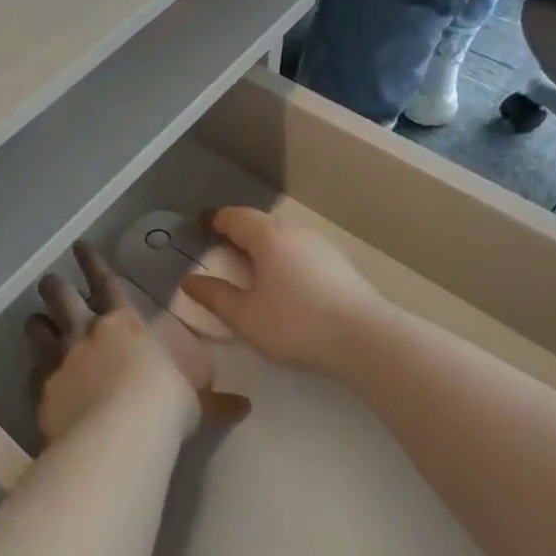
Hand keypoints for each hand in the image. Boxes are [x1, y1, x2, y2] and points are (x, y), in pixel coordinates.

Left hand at [27, 241, 249, 444]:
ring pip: (38, 329)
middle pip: (62, 296)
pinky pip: (32, 373)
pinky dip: (33, 372)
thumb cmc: (164, 405)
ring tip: (35, 321)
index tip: (80, 246)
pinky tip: (33, 377)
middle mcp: (87, 331)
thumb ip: (213, 401)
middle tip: (50, 281)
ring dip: (37, 324)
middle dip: (55, 286)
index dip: (92, 261)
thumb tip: (244, 406)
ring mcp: (60, 359)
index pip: (105, 281)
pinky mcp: (42, 389)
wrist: (120, 434)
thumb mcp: (194, 401)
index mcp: (124, 322)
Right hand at [180, 208, 386, 374]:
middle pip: (260, 225)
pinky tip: (287, 288)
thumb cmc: (296, 322)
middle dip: (240, 236)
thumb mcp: (246, 316)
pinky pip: (302, 254)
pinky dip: (286, 263)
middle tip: (223, 254)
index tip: (201, 229)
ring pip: (284, 240)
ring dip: (265, 251)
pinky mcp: (341, 265)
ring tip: (254, 274)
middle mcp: (294, 231)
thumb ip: (215, 297)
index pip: (234, 216)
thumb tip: (189, 281)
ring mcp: (322, 246)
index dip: (215, 221)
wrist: (366, 338)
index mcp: (267, 236)